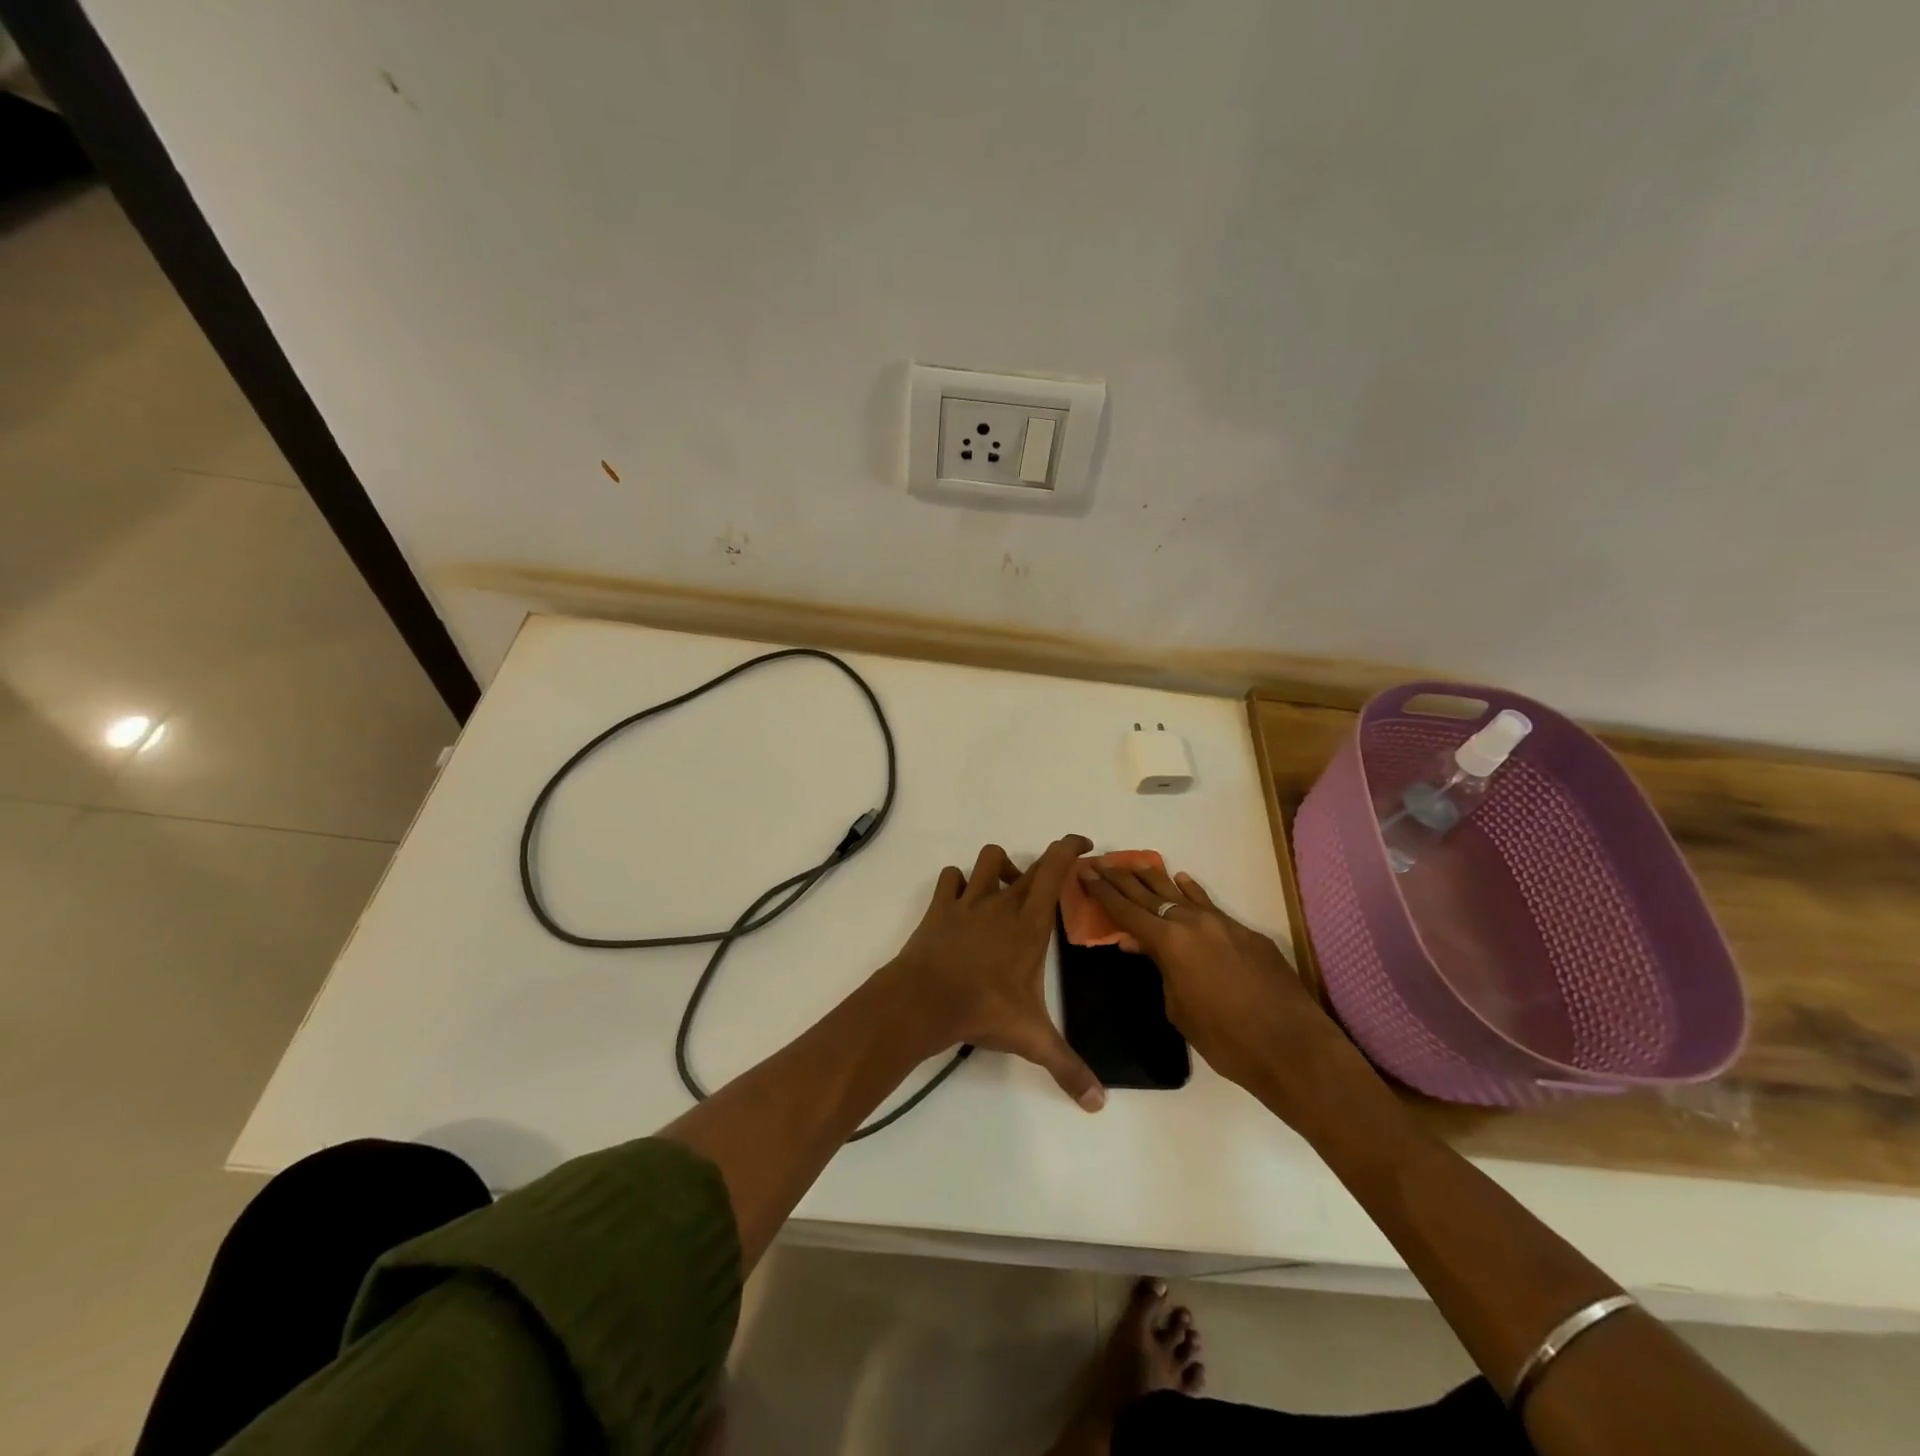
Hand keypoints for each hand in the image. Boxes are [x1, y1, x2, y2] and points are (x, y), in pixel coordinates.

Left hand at [880, 835, 1105, 1111]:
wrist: (925, 1000)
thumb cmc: (984, 1009)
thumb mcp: (1032, 1039)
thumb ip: (1068, 1067)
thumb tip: (1099, 1104)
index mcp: (1030, 922)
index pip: (1055, 869)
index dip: (1069, 848)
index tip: (1083, 844)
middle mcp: (1002, 902)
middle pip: (1029, 865)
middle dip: (1045, 865)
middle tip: (1054, 881)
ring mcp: (968, 901)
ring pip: (987, 859)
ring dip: (1000, 866)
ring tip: (1006, 889)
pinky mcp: (940, 908)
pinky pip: (950, 878)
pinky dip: (958, 881)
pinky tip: (963, 899)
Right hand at [1077, 859, 1337, 1098]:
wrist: (1292, 1047)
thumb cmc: (1225, 1039)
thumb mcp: (1178, 1008)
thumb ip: (1160, 971)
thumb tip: (1143, 948)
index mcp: (1169, 943)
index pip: (1126, 911)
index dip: (1102, 892)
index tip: (1085, 872)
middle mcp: (1193, 923)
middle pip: (1148, 895)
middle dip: (1121, 879)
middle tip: (1100, 863)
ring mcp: (1223, 924)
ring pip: (1180, 894)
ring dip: (1155, 879)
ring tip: (1133, 863)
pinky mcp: (1247, 934)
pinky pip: (1210, 906)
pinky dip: (1193, 893)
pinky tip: (1183, 880)